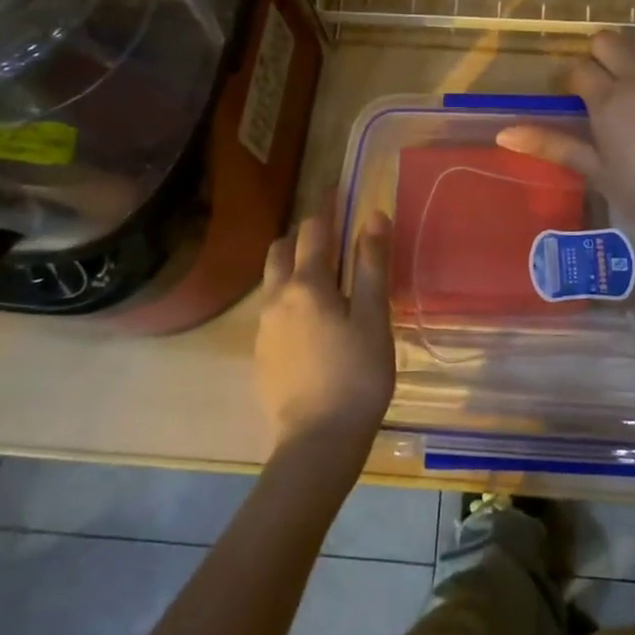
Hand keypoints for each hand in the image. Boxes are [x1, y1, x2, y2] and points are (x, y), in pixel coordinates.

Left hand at [254, 198, 394, 462]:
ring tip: (323, 274)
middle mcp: (277, 297)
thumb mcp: (373, 317)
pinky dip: (289, 296)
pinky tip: (312, 319)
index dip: (326, 206)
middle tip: (331, 234)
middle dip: (304, 234)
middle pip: (282, 249)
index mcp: (307, 283)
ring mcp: (264, 327)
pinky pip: (273, 308)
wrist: (317, 443)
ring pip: (273, 279)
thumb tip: (373, 214)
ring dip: (293, 264)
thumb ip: (370, 264)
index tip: (336, 190)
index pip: (314, 229)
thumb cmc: (356, 375)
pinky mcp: (262, 353)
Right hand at [496, 31, 634, 249]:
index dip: (570, 83)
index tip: (573, 103)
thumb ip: (551, 144)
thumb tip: (505, 134)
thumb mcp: (594, 169)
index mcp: (609, 99)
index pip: (578, 69)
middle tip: (598, 89)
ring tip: (627, 95)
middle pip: (606, 40)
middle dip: (596, 57)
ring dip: (623, 60)